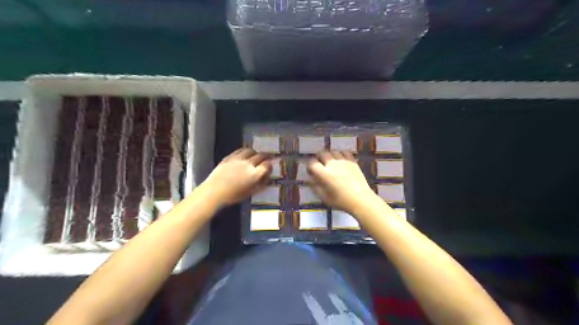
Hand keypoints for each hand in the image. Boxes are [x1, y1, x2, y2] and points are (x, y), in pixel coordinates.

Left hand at [202, 147, 271, 204]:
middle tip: (266, 159)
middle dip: (265, 157)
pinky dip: (245, 151)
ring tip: (255, 156)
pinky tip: (245, 154)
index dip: (270, 166)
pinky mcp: (229, 157)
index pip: (267, 165)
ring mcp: (238, 159)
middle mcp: (248, 164)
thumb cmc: (233, 196)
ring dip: (255, 153)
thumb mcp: (251, 193)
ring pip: (251, 150)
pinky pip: (240, 150)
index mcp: (255, 174)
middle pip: (261, 156)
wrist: (214, 192)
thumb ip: (260, 185)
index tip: (269, 167)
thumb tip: (266, 178)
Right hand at [305, 151, 378, 214]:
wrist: (360, 199)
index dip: (309, 166)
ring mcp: (343, 161)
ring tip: (330, 162)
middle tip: (320, 164)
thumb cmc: (341, 201)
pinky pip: (344, 152)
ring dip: (329, 155)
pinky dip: (340, 154)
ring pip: (333, 151)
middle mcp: (332, 164)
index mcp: (324, 173)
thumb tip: (309, 180)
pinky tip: (340, 160)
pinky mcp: (352, 161)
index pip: (312, 163)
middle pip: (322, 153)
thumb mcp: (324, 197)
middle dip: (318, 158)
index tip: (311, 171)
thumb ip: (315, 187)